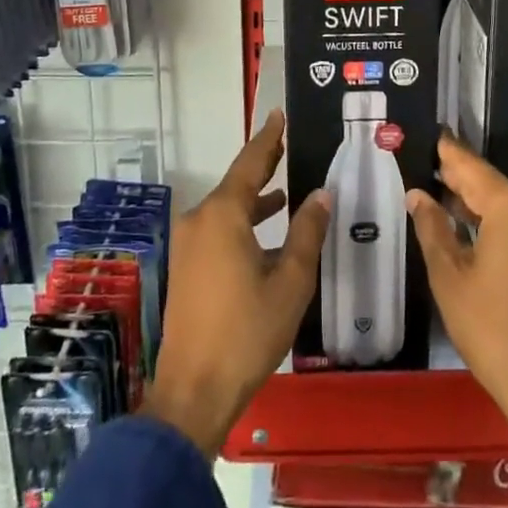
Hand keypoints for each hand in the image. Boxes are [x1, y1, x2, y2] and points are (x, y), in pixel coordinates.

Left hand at [141, 111, 330, 458]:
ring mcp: (189, 245)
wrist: (192, 393)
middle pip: (236, 183)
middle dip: (263, 165)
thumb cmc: (246, 332)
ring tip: (285, 190)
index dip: (268, 138)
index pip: (250, 163)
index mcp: (223, 215)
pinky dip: (242, 223)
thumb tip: (320, 195)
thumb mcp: (289, 282)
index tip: (278, 114)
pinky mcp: (186, 268)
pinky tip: (265, 236)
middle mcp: (200, 220)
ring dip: (254, 199)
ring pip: (227, 209)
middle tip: (287, 144)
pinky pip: (218, 230)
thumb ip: (306, 233)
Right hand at [409, 131, 507, 473]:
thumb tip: (417, 194)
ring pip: (502, 202)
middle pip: (487, 181)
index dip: (446, 151)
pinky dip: (489, 218)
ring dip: (471, 198)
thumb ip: (432, 228)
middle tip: (423, 159)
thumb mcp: (450, 277)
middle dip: (455, 173)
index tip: (428, 132)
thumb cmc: (492, 328)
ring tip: (435, 188)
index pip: (469, 166)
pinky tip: (463, 224)